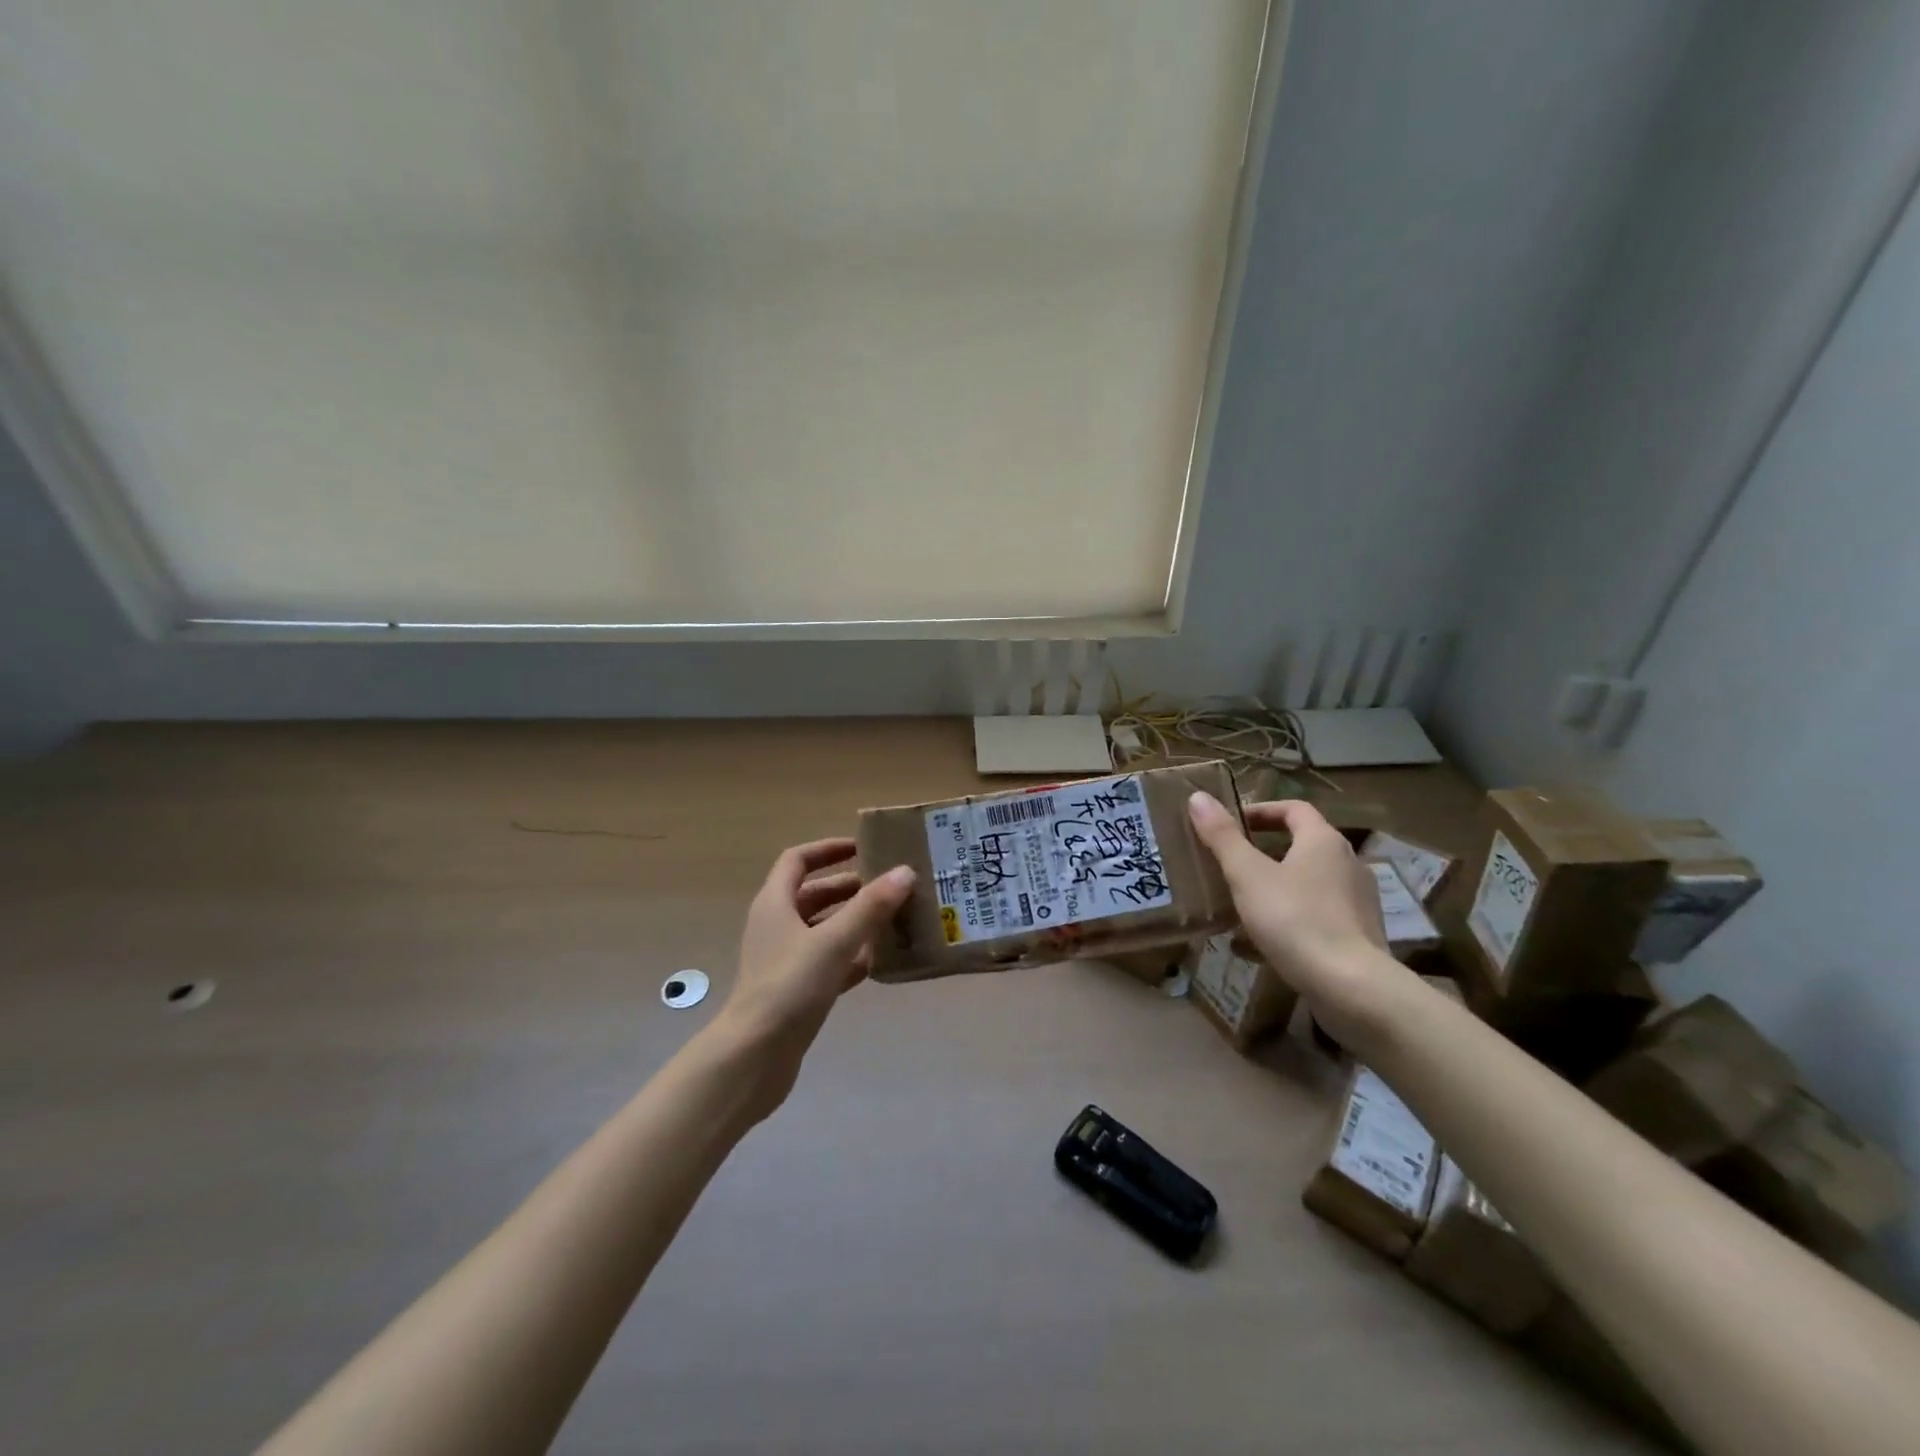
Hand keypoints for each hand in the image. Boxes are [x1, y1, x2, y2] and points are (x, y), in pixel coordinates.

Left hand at [714, 838, 914, 1115]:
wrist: (754, 1057)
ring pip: (823, 930)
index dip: (828, 849)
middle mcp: (776, 926)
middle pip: (814, 894)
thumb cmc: (789, 987)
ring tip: (894, 919)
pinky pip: (828, 962)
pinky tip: (881, 961)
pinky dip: (852, 957)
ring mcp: (784, 960)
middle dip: (850, 888)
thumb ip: (870, 907)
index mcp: (775, 903)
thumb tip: (905, 871)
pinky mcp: (795, 991)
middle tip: (890, 886)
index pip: (798, 860)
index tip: (863, 848)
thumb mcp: (834, 941)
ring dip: (855, 922)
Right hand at [1188, 792, 1412, 1049]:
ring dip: (1276, 886)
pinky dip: (1290, 918)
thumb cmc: (1295, 920)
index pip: (1293, 809)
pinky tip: (1263, 944)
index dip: (1261, 811)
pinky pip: (1318, 914)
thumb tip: (1198, 796)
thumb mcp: (1248, 876)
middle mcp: (1348, 863)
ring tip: (1242, 904)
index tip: (1232, 825)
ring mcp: (1358, 901)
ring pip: (1309, 882)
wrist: (1352, 988)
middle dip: (1264, 851)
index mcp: (1323, 841)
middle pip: (1303, 845)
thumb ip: (1222, 836)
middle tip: (1230, 864)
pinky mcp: (1360, 935)